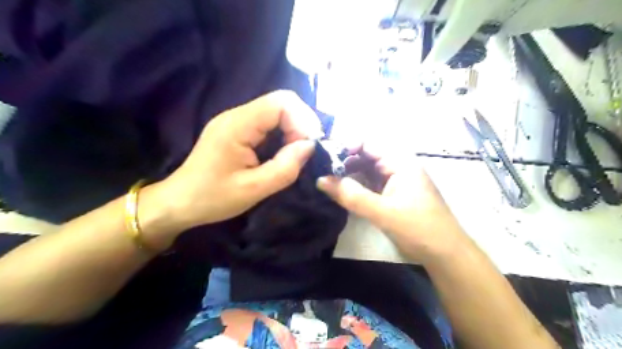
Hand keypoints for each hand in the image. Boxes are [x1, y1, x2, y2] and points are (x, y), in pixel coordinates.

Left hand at [159, 91, 323, 230]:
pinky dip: (282, 136)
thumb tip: (310, 145)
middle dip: (299, 125)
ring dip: (292, 131)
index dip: (303, 119)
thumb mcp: (254, 189)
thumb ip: (285, 167)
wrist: (179, 203)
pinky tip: (281, 154)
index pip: (281, 102)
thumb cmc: (213, 198)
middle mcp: (236, 115)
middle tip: (303, 153)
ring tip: (294, 156)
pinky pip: (267, 124)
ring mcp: (236, 121)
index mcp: (237, 125)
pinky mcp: (237, 131)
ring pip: (276, 113)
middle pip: (280, 104)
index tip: (310, 145)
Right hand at [317, 143, 469, 263]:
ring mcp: (397, 181)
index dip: (346, 146)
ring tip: (329, 181)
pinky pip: (372, 184)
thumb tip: (320, 180)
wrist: (445, 254)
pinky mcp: (394, 195)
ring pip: (368, 171)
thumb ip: (351, 196)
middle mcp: (398, 167)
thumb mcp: (382, 212)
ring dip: (350, 174)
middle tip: (322, 171)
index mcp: (400, 162)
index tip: (326, 158)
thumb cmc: (418, 228)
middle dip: (345, 161)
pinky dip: (358, 186)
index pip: (368, 143)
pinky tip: (344, 192)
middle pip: (367, 156)